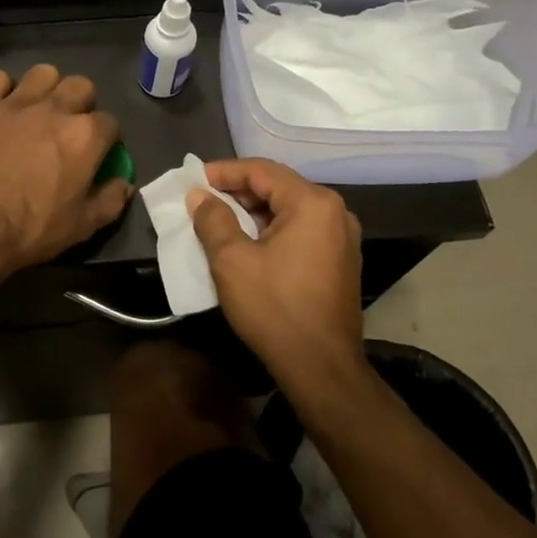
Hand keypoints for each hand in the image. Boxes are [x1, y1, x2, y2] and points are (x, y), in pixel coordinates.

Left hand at [0, 66, 132, 275]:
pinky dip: (2, 89)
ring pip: (43, 73)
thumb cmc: (32, 229)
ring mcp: (16, 103)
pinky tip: (0, 107)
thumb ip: (110, 201)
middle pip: (81, 86)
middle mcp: (55, 109)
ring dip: (46, 89)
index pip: (110, 123)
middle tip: (68, 128)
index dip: (106, 138)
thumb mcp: (82, 226)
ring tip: (37, 111)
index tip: (97, 153)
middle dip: (81, 104)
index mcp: (85, 136)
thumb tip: (125, 184)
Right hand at [190, 158, 365, 391]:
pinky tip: (247, 242)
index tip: (193, 180)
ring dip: (253, 211)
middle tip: (202, 200)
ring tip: (218, 220)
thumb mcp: (231, 260)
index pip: (261, 170)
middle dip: (237, 191)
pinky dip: (272, 229)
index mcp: (312, 203)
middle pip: (278, 186)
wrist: (321, 367)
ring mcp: (342, 237)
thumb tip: (199, 196)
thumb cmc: (274, 307)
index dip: (223, 171)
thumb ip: (213, 219)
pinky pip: (301, 229)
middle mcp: (335, 211)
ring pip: (289, 209)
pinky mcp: (341, 260)